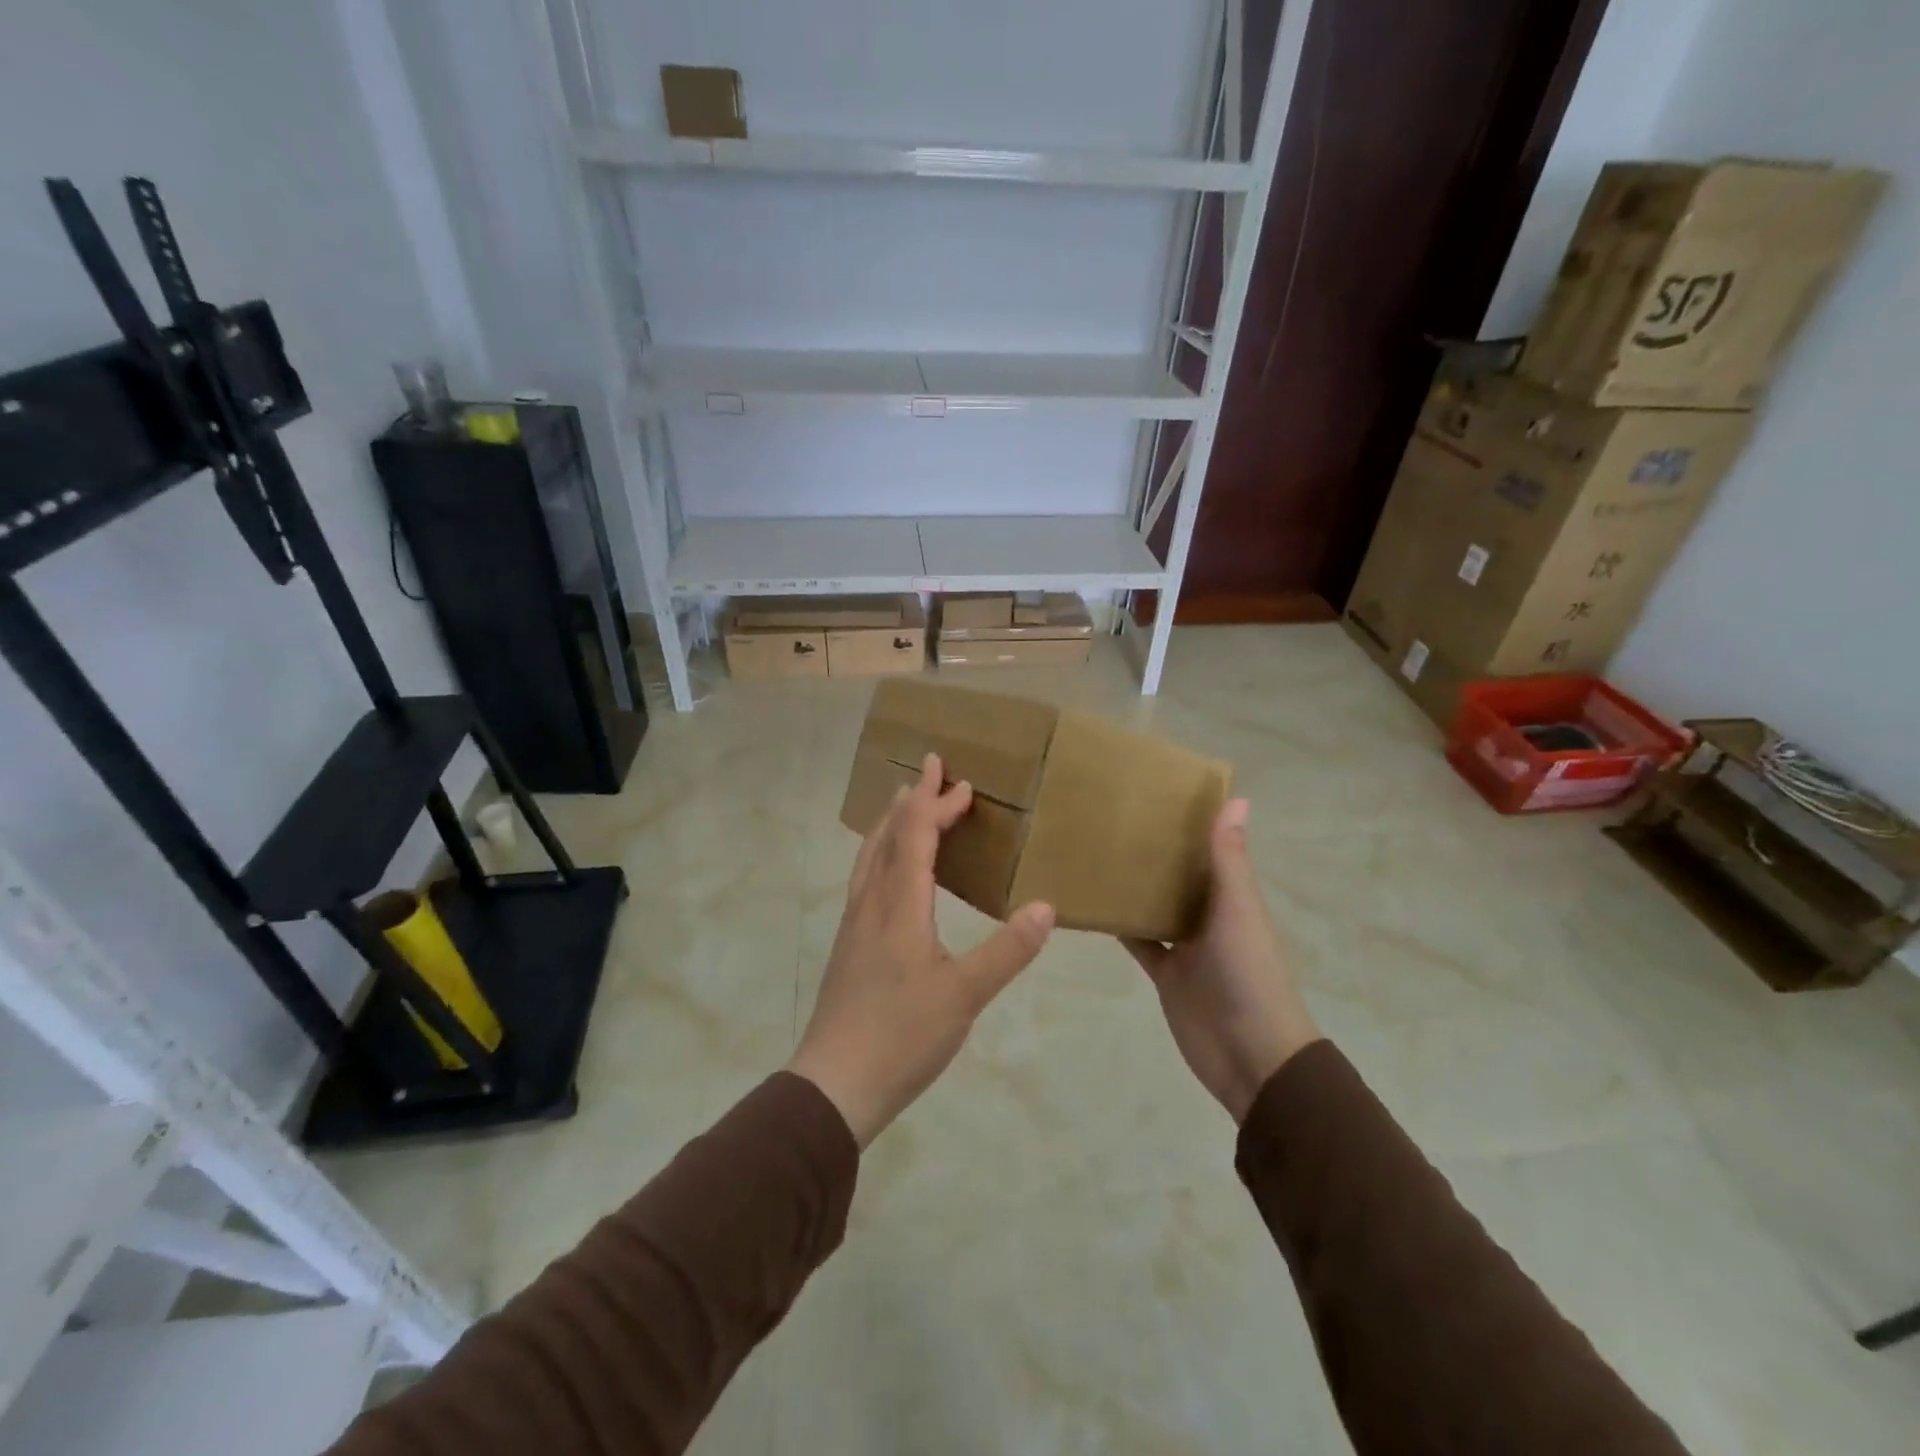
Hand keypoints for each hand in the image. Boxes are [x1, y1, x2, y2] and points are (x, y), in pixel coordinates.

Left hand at [789, 753, 1055, 1147]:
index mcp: (899, 904)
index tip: (958, 780)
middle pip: (888, 835)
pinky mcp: (849, 945)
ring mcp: (854, 923)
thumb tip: (1046, 906)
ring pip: (870, 855)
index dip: (936, 803)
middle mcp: (871, 902)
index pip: (916, 835)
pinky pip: (866, 877)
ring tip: (905, 806)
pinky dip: (882, 853)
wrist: (834, 1083)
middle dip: (912, 801)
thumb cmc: (902, 1035)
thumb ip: (1008, 950)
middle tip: (933, 774)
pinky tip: (889, 872)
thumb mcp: (965, 995)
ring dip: (891, 824)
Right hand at [1124, 799, 1319, 1123]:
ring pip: (1156, 906)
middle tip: (1112, 818)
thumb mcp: (1238, 911)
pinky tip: (1090, 903)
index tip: (1157, 792)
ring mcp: (1186, 946)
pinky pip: (1138, 941)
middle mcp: (1210, 916)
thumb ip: (1229, 861)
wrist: (1250, 1056)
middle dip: (1155, 852)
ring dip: (1134, 885)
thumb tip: (1237, 799)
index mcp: (1233, 898)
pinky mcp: (1165, 973)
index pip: (1211, 851)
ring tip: (1095, 851)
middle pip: (1180, 877)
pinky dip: (1120, 924)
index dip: (1191, 824)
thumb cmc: (1249, 975)